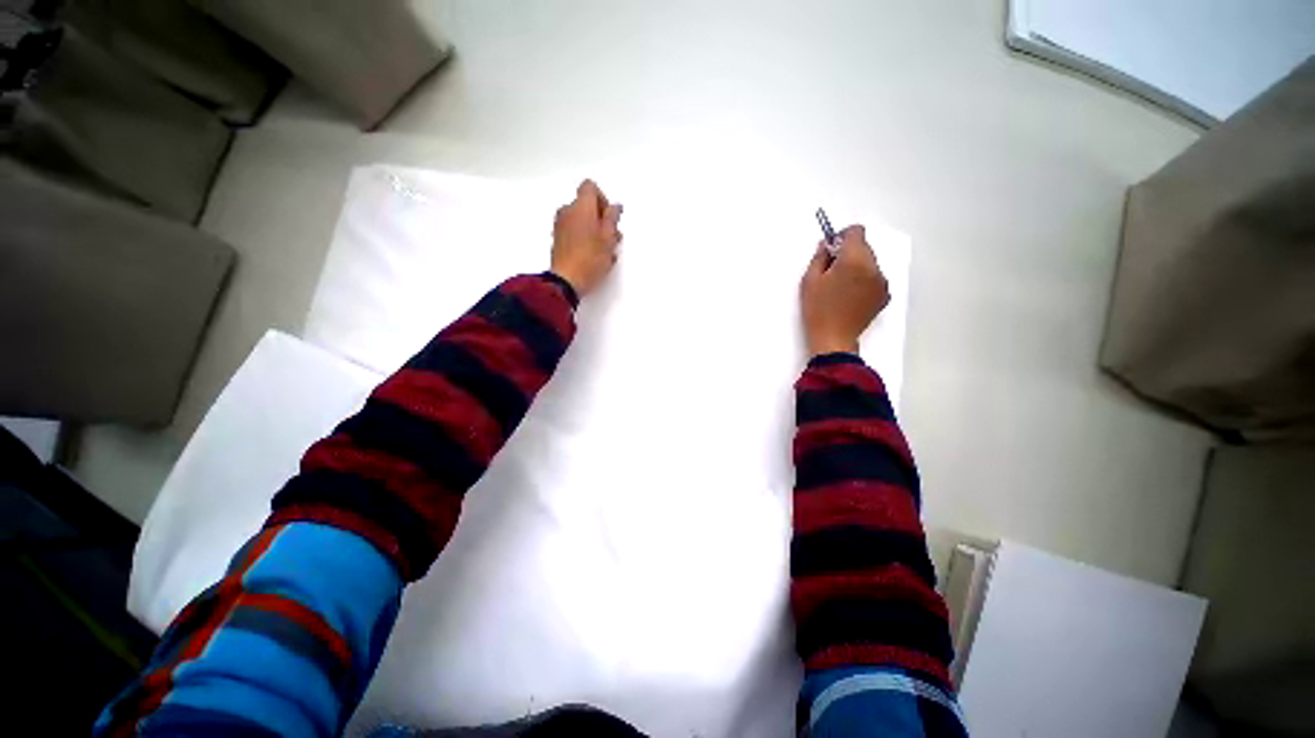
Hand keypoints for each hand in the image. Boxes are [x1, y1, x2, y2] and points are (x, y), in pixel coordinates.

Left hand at [551, 179, 622, 297]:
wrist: (565, 281)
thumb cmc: (591, 259)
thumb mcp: (608, 238)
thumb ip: (612, 218)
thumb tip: (615, 206)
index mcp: (580, 207)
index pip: (590, 187)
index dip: (603, 199)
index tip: (610, 218)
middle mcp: (567, 211)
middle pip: (586, 205)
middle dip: (601, 218)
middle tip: (612, 238)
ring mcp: (560, 226)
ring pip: (581, 220)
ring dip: (594, 230)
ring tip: (605, 251)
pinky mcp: (557, 240)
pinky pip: (574, 232)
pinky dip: (584, 238)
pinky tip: (594, 257)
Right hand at [800, 225, 889, 357]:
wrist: (834, 339)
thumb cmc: (818, 310)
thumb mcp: (809, 280)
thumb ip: (819, 257)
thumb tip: (826, 246)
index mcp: (854, 259)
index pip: (856, 231)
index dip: (842, 236)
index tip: (831, 249)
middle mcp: (873, 267)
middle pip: (864, 247)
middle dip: (848, 253)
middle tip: (831, 271)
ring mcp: (882, 282)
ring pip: (870, 263)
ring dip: (857, 267)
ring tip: (840, 287)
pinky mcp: (885, 295)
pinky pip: (875, 278)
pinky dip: (864, 281)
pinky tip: (850, 296)